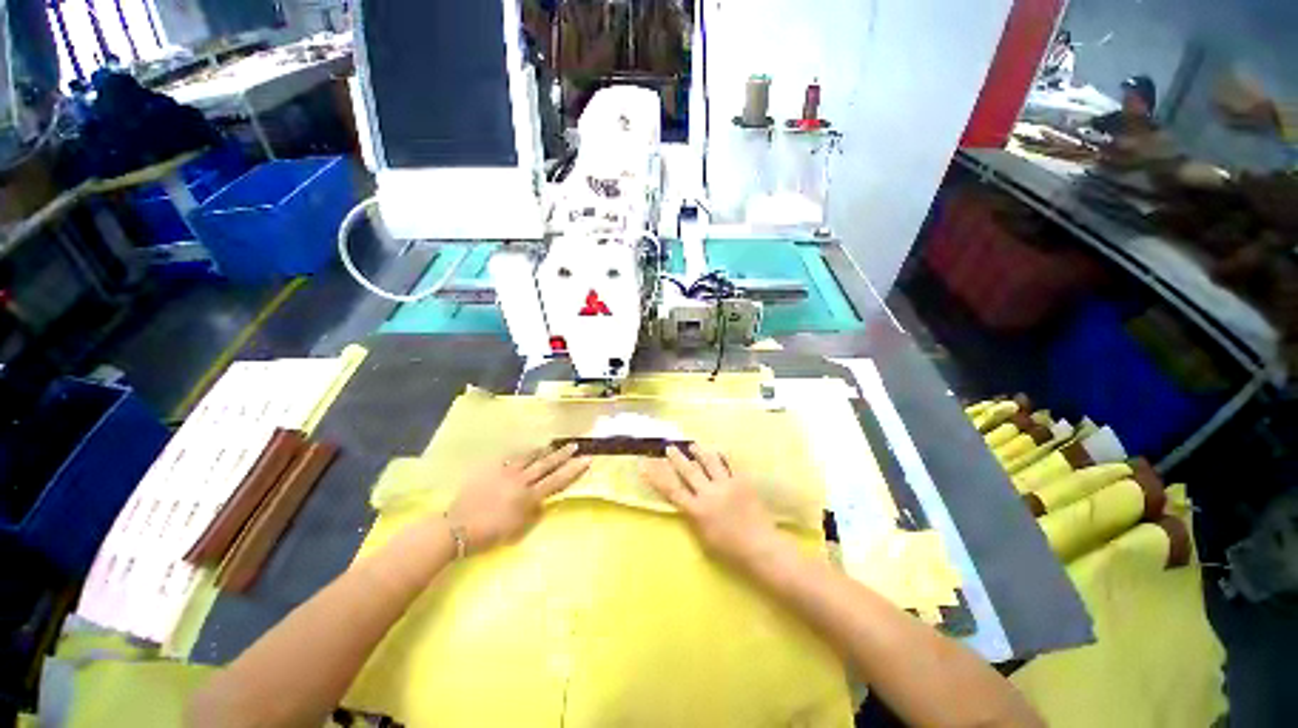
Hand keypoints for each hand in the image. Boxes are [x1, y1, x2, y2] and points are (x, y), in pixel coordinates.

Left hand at [447, 444, 589, 554]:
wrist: (457, 527)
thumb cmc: (489, 534)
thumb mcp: (517, 530)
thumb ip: (533, 514)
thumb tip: (542, 501)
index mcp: (529, 497)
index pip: (557, 480)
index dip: (573, 470)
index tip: (586, 459)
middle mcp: (521, 481)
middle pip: (546, 465)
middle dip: (562, 455)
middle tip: (574, 445)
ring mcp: (506, 473)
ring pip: (529, 458)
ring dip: (542, 451)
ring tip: (553, 445)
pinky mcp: (492, 470)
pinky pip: (510, 459)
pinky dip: (521, 454)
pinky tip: (525, 452)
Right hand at [641, 445, 783, 569]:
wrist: (760, 546)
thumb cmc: (729, 549)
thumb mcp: (703, 537)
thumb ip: (692, 516)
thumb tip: (685, 501)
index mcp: (696, 510)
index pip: (671, 489)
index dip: (656, 477)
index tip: (645, 465)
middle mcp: (708, 494)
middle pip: (688, 471)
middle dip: (677, 458)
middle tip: (669, 447)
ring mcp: (726, 485)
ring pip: (709, 462)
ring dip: (699, 452)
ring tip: (693, 445)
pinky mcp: (741, 481)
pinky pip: (729, 464)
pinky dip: (722, 456)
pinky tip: (717, 450)